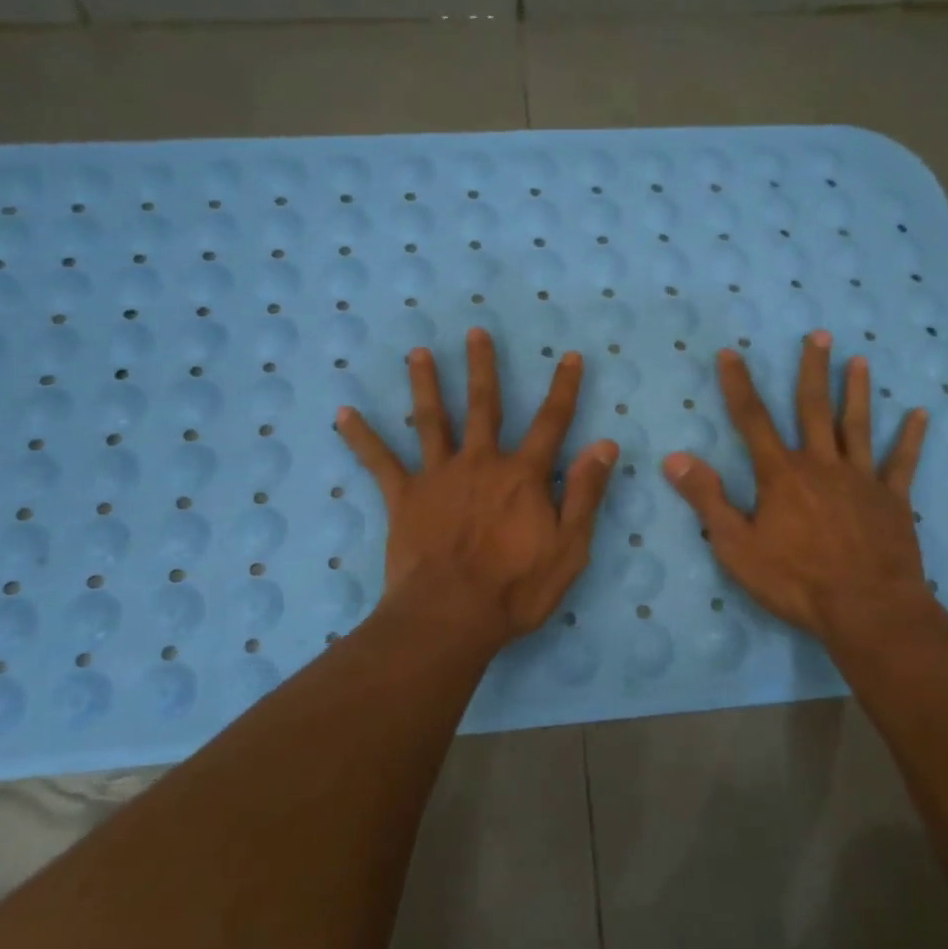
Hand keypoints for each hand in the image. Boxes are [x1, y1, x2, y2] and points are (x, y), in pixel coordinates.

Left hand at [338, 328, 618, 643]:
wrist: (451, 616)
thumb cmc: (516, 588)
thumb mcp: (570, 548)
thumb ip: (585, 494)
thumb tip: (604, 445)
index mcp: (523, 476)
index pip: (552, 422)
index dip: (564, 388)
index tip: (569, 356)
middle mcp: (481, 463)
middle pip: (484, 406)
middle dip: (483, 367)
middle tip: (476, 332)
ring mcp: (438, 476)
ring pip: (432, 420)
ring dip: (426, 383)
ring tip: (418, 352)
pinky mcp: (404, 497)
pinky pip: (379, 461)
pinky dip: (361, 437)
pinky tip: (343, 413)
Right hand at [662, 330, 947, 646]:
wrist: (866, 610)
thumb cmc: (795, 581)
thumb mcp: (736, 546)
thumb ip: (707, 499)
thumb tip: (675, 458)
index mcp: (782, 475)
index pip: (753, 420)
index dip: (738, 385)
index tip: (731, 353)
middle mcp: (822, 465)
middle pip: (813, 409)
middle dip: (812, 370)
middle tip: (819, 335)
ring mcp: (861, 480)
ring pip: (857, 426)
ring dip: (856, 392)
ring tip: (859, 360)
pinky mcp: (893, 500)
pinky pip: (902, 463)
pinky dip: (911, 438)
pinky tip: (920, 414)